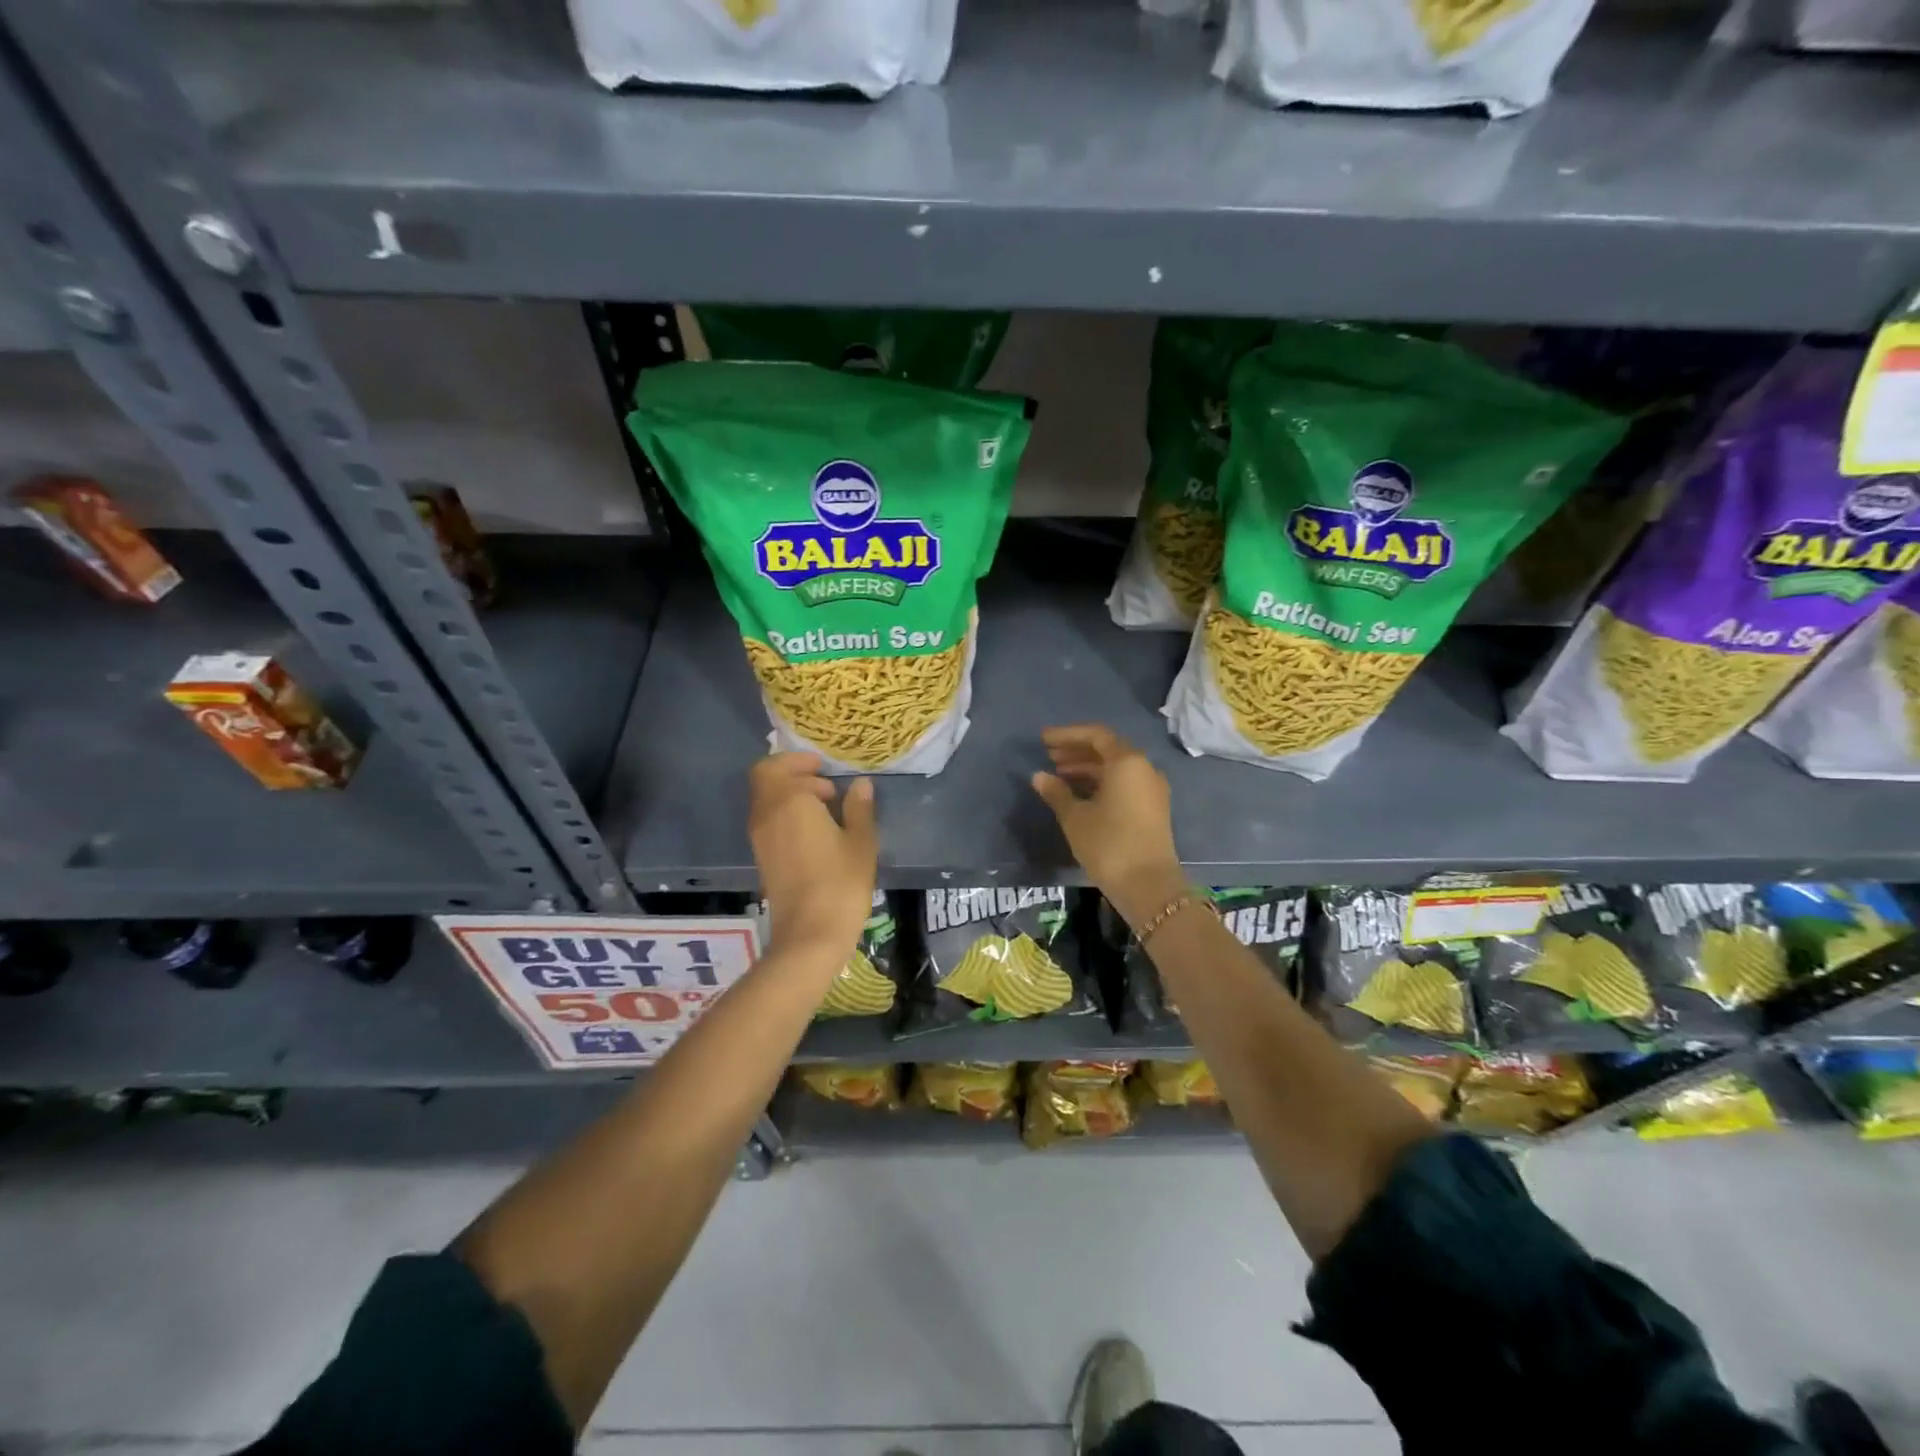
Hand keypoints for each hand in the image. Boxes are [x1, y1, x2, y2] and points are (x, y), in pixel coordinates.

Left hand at [748, 753, 877, 964]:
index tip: (826, 768)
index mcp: (789, 801)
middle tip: (825, 784)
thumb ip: (859, 808)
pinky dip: (787, 815)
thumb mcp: (860, 842)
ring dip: (790, 795)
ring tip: (826, 808)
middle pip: (765, 780)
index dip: (799, 762)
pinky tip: (816, 831)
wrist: (810, 934)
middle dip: (792, 774)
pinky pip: (769, 822)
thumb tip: (860, 784)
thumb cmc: (840, 882)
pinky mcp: (763, 858)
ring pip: (766, 801)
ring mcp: (760, 838)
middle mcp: (766, 814)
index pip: (777, 766)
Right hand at [1030, 725, 1184, 928]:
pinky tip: (1079, 793)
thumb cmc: (1108, 844)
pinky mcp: (1152, 808)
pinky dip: (1101, 782)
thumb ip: (1056, 792)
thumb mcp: (1075, 817)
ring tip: (1059, 775)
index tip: (1043, 740)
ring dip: (1087, 768)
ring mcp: (1151, 789)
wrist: (1148, 885)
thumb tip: (1039, 776)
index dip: (1067, 735)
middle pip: (1107, 749)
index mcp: (1127, 762)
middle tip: (1049, 756)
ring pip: (1116, 768)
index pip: (1095, 735)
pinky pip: (1124, 783)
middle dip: (1077, 751)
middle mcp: (1144, 768)